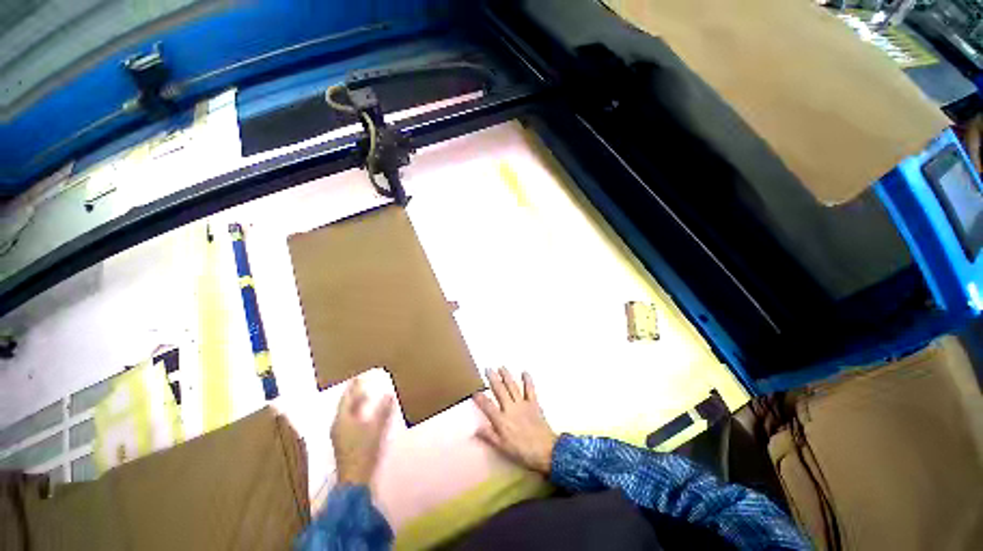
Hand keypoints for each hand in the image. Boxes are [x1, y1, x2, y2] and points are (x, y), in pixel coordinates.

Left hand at [331, 378, 393, 485]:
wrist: (354, 480)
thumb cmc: (363, 451)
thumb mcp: (376, 428)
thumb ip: (382, 411)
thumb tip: (388, 394)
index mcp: (342, 420)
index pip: (347, 399)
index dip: (353, 388)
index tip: (358, 377)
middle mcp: (338, 426)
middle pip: (346, 407)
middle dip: (354, 396)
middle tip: (364, 386)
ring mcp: (340, 436)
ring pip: (347, 415)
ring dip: (356, 406)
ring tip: (366, 398)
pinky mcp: (344, 444)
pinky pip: (350, 423)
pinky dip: (357, 415)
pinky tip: (366, 417)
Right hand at [473, 368, 557, 474]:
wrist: (546, 450)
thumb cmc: (523, 451)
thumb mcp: (503, 448)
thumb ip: (489, 436)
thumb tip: (475, 429)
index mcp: (501, 420)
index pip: (488, 406)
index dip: (480, 398)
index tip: (474, 391)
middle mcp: (510, 408)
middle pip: (500, 390)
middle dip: (493, 379)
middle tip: (488, 369)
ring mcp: (523, 404)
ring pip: (512, 387)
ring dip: (506, 376)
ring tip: (501, 367)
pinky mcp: (534, 403)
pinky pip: (530, 389)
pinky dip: (527, 380)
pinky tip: (524, 372)